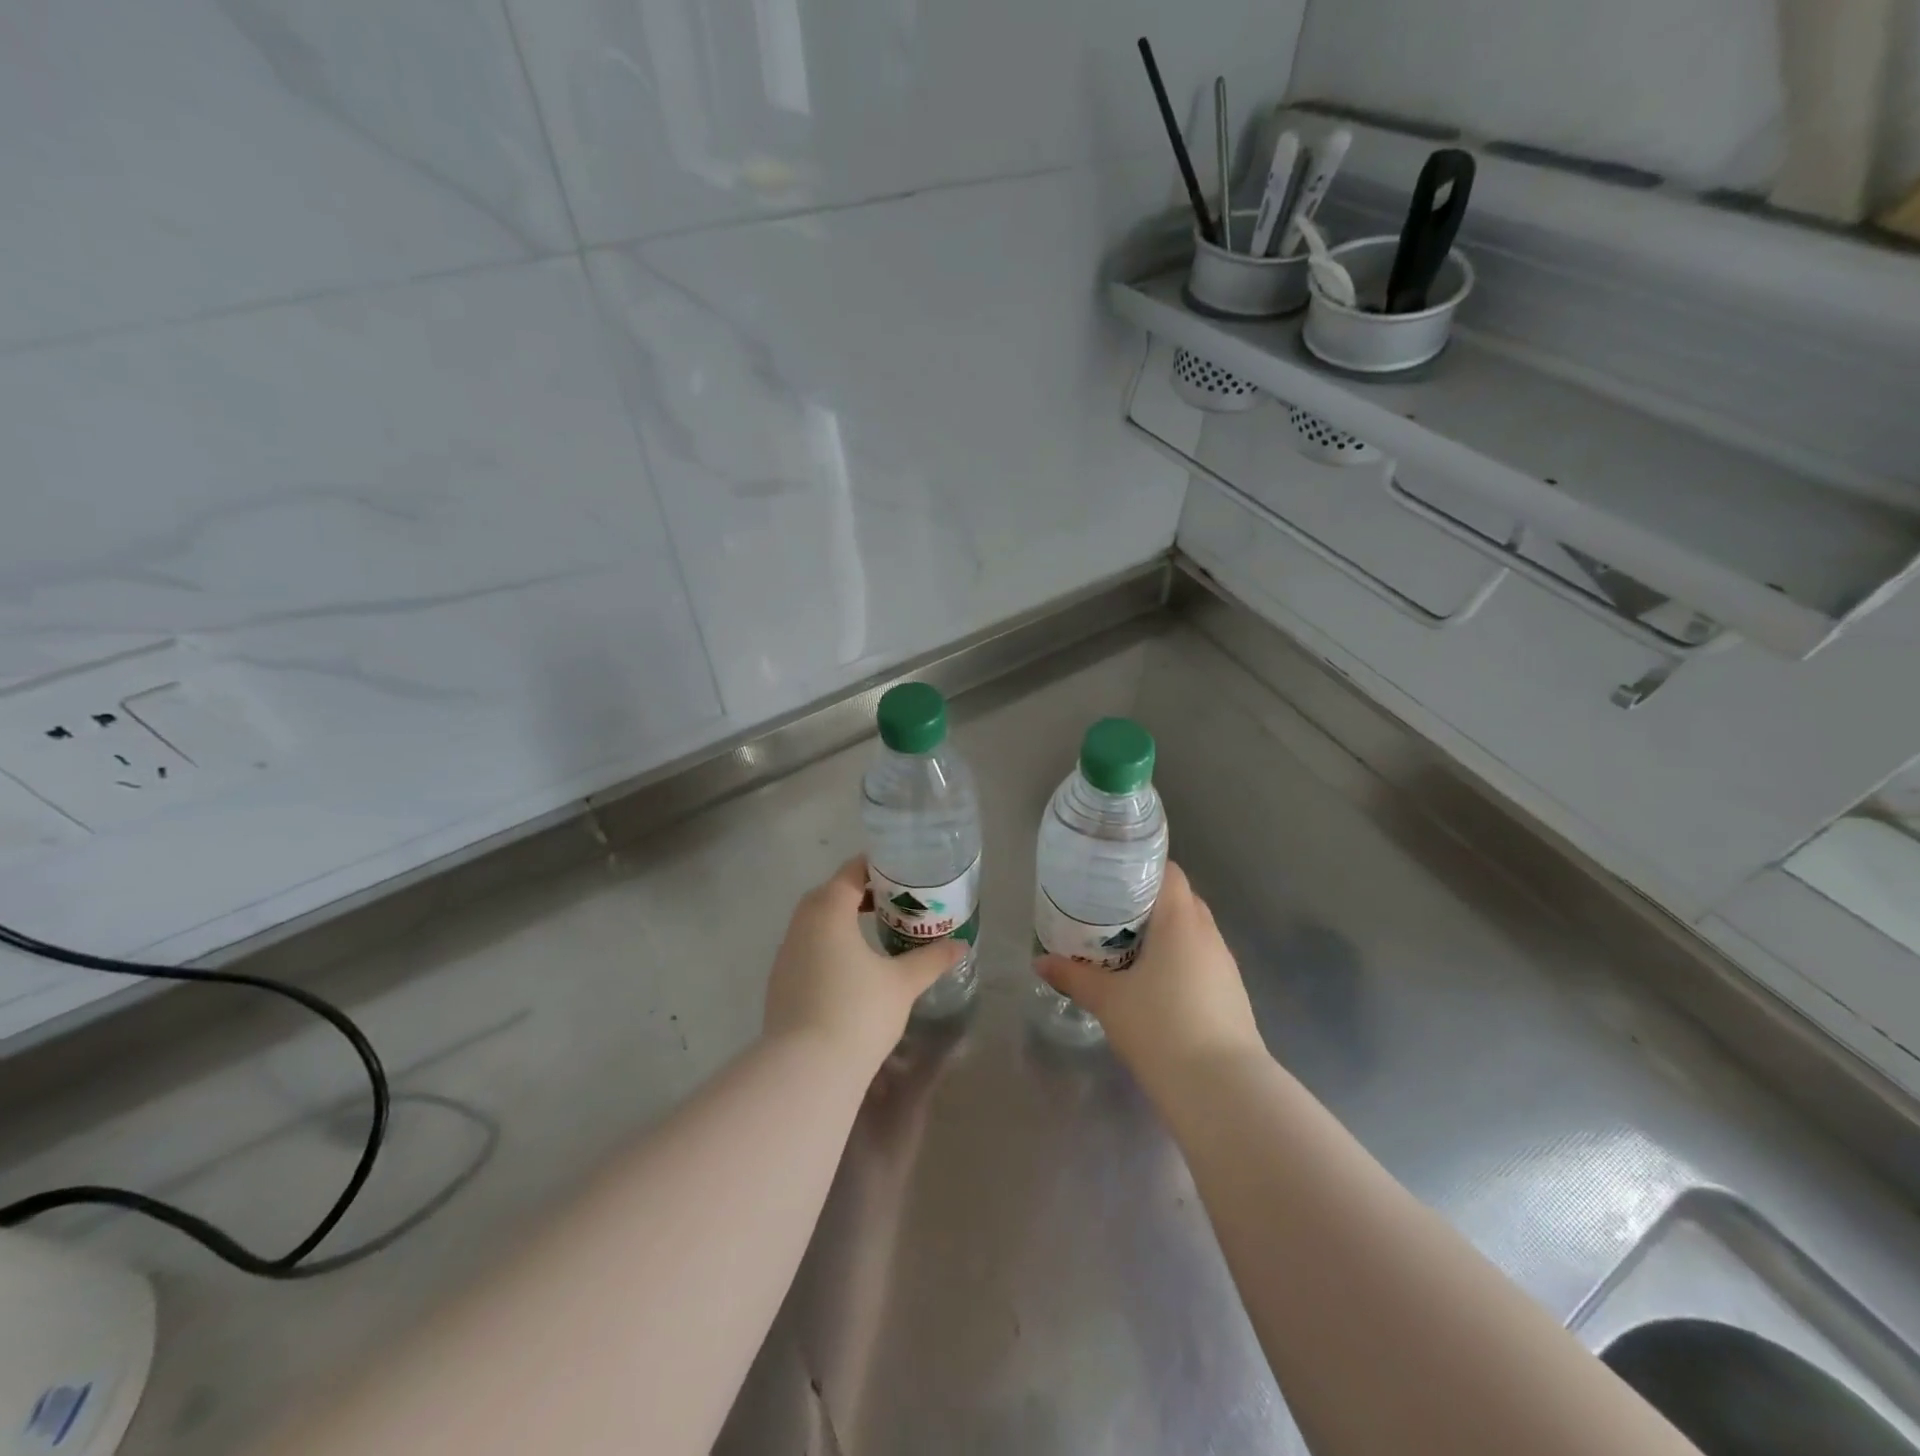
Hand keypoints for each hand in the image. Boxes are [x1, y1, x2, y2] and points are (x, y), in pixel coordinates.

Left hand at [764, 857, 963, 1070]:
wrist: (806, 1070)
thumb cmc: (858, 1012)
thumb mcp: (903, 983)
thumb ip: (931, 959)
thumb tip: (960, 945)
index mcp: (828, 910)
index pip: (851, 873)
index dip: (876, 867)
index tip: (902, 873)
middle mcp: (801, 925)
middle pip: (830, 894)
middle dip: (860, 893)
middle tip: (893, 902)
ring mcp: (785, 954)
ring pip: (816, 923)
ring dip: (842, 920)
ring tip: (874, 933)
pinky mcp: (779, 982)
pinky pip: (807, 948)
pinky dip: (828, 946)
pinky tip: (850, 969)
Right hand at [1037, 861, 1262, 1091]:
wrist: (1221, 1089)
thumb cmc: (1160, 1027)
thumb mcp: (1108, 1000)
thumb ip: (1073, 976)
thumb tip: (1040, 962)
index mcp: (1180, 921)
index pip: (1169, 872)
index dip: (1141, 868)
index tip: (1110, 878)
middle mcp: (1208, 934)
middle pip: (1180, 900)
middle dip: (1147, 902)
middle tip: (1109, 912)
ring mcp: (1225, 964)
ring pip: (1192, 932)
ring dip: (1164, 934)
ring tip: (1127, 947)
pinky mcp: (1231, 993)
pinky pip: (1201, 959)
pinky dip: (1178, 959)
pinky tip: (1155, 983)